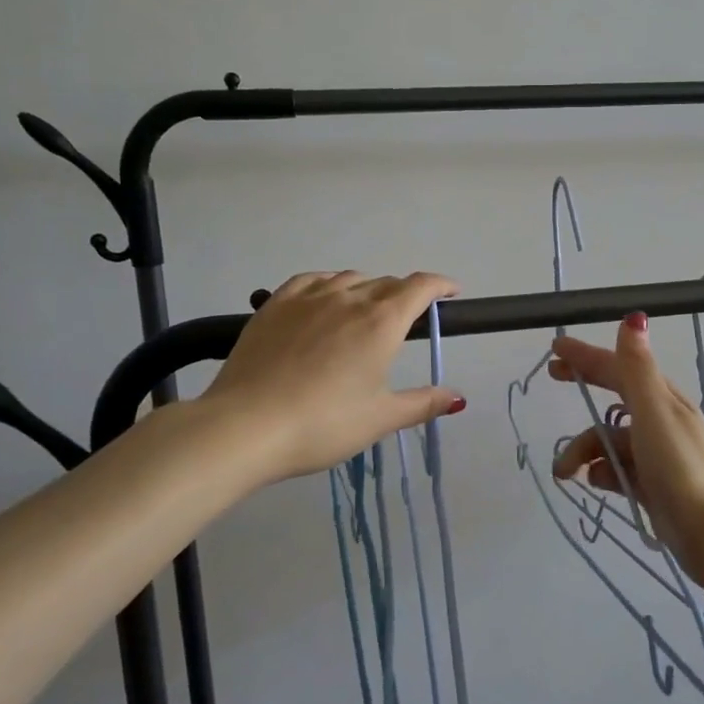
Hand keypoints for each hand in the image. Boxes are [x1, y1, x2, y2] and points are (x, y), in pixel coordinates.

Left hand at [203, 271, 464, 480]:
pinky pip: (311, 280)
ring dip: (368, 288)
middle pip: (387, 283)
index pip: (420, 286)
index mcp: (381, 322)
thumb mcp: (380, 419)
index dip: (441, 285)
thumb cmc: (323, 424)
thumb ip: (422, 404)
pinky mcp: (275, 304)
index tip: (452, 293)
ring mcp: (308, 298)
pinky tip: (325, 298)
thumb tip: (457, 397)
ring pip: (349, 278)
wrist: (246, 425)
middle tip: (409, 319)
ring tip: (366, 311)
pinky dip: (329, 283)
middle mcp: (349, 298)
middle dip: (405, 294)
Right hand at [549, 313, 703, 587]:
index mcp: (661, 398)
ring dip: (584, 450)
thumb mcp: (654, 412)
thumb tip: (634, 317)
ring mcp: (656, 453)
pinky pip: (617, 469)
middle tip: (552, 378)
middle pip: (614, 396)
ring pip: (610, 440)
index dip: (587, 355)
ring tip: (566, 473)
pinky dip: (602, 472)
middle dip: (584, 387)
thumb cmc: (679, 466)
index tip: (556, 346)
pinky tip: (594, 484)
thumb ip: (637, 368)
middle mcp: (660, 420)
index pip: (618, 366)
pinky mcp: (652, 484)